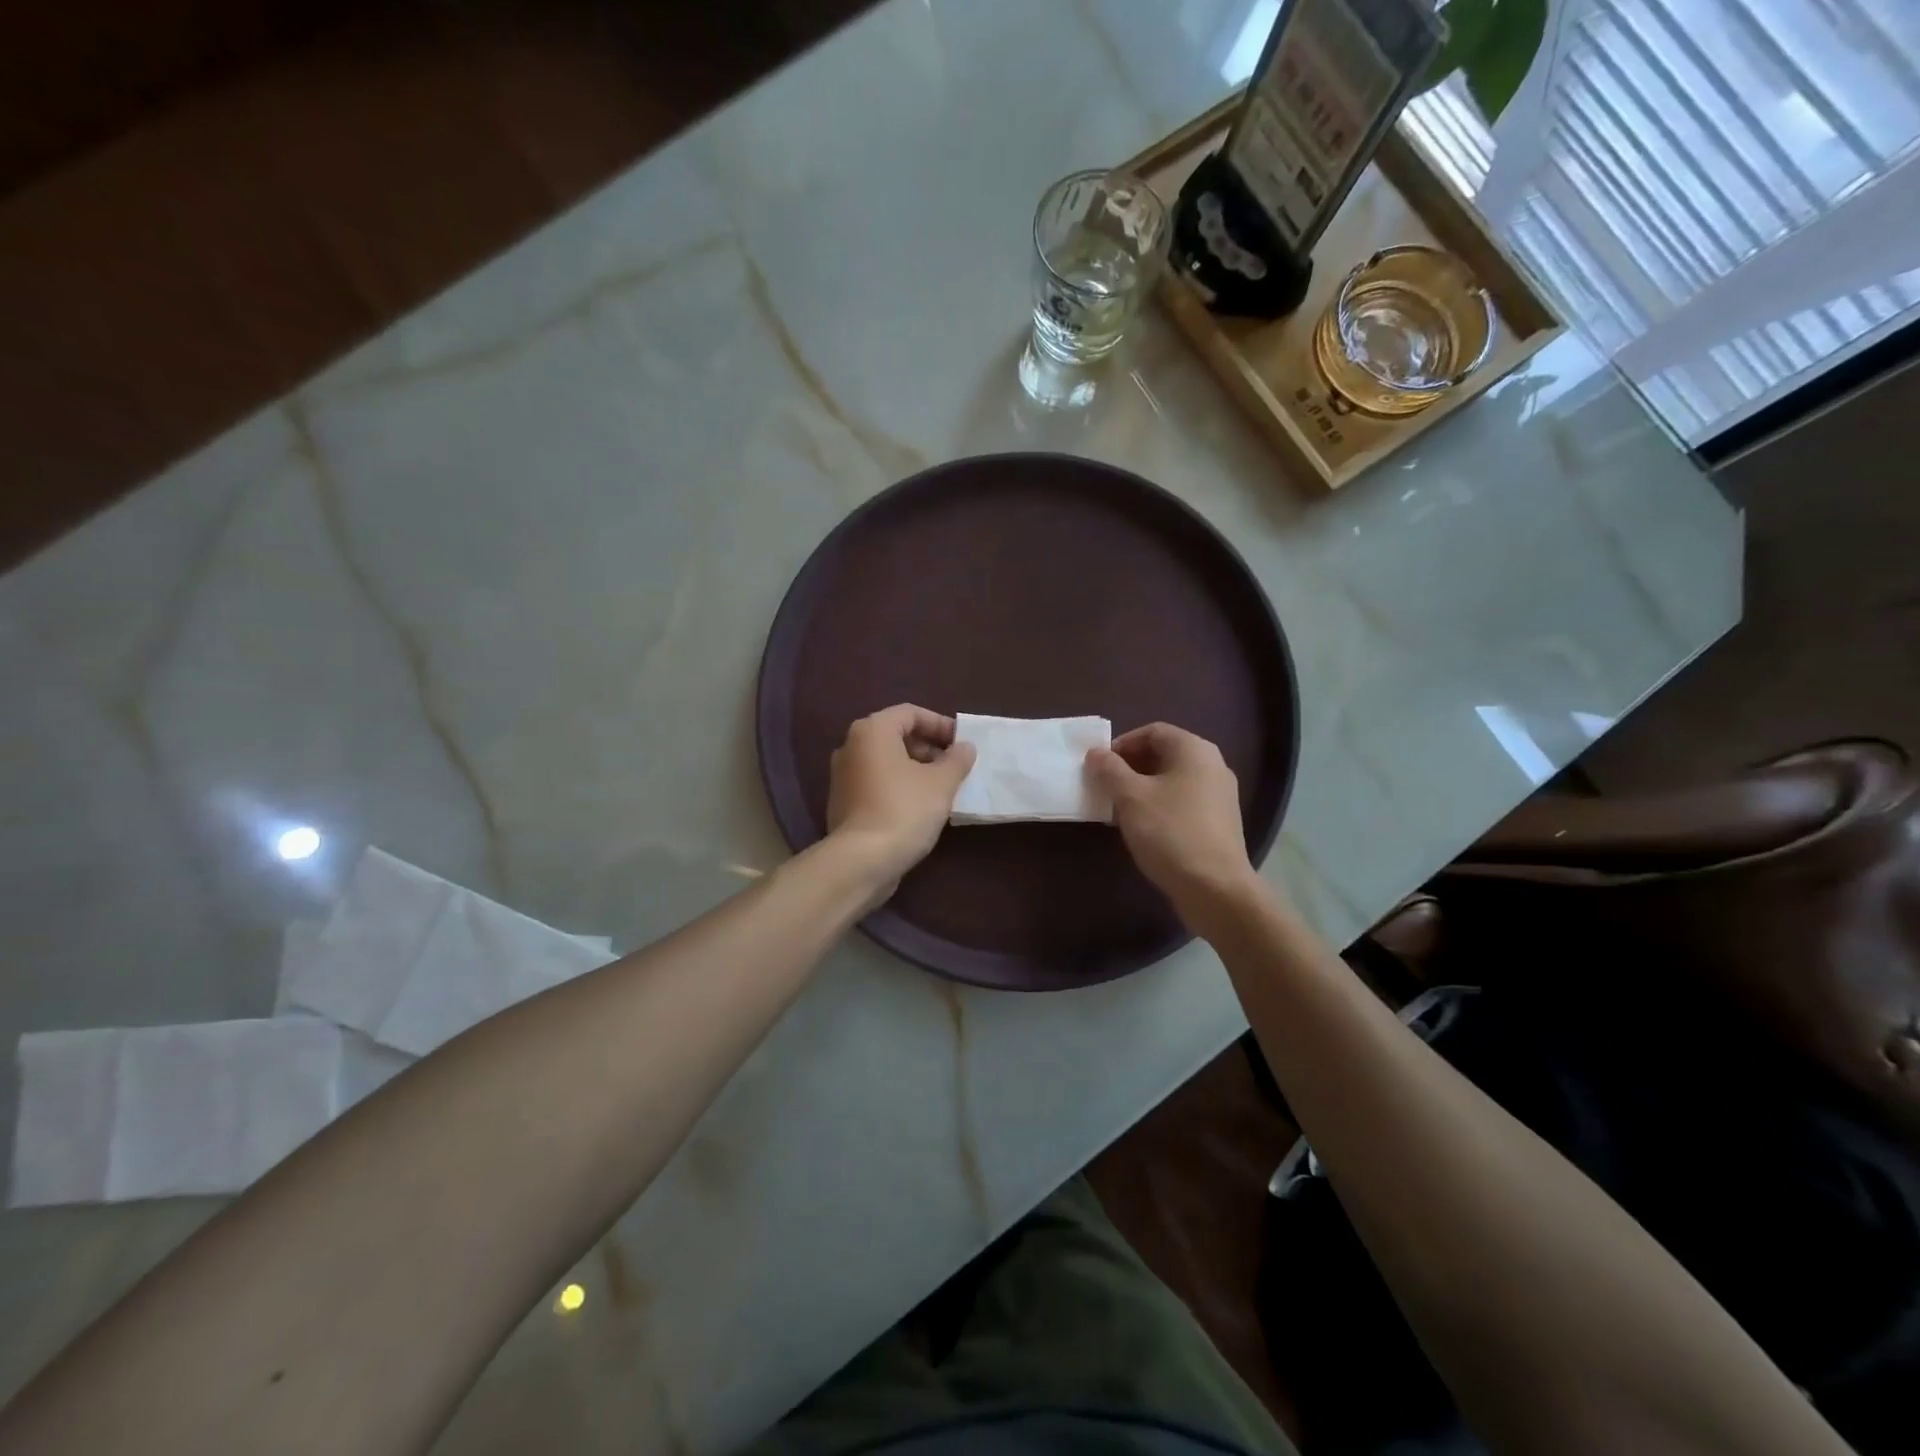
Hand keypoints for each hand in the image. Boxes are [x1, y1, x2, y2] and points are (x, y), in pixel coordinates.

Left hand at [826, 705, 975, 893]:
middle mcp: (851, 746)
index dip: (940, 724)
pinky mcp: (842, 802)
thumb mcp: (941, 783)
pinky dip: (898, 786)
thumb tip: (965, 747)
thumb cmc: (904, 810)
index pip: (910, 713)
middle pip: (896, 735)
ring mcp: (843, 775)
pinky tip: (920, 807)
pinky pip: (876, 783)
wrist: (861, 861)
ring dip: (915, 769)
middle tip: (954, 766)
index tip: (962, 743)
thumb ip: (956, 759)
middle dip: (928, 748)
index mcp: (872, 731)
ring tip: (942, 788)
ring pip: (886, 761)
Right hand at [1087, 723, 1259, 923]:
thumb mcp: (1131, 798)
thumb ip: (1110, 770)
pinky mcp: (1219, 822)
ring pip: (1172, 780)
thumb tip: (1096, 753)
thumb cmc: (1170, 832)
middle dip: (1130, 768)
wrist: (1215, 888)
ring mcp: (1220, 795)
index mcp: (1194, 750)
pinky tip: (1142, 829)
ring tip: (1118, 810)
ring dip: (1142, 789)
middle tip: (1105, 787)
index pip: (1153, 731)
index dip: (1122, 744)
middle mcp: (1213, 765)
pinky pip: (1183, 802)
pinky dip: (1159, 806)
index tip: (1100, 766)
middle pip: (1164, 754)